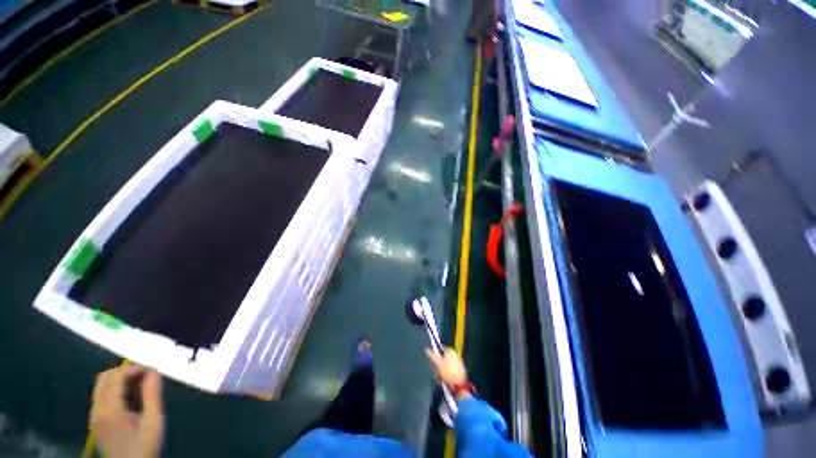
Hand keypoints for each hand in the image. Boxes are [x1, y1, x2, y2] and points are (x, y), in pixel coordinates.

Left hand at [91, 365, 163, 457]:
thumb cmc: (144, 446)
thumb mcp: (154, 421)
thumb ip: (152, 395)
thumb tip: (153, 372)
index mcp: (110, 410)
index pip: (116, 377)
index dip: (134, 369)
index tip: (152, 372)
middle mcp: (97, 410)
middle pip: (104, 378)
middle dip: (125, 372)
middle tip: (145, 377)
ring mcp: (94, 416)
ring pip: (101, 386)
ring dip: (120, 380)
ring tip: (140, 388)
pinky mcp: (96, 421)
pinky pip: (102, 396)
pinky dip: (115, 390)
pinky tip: (131, 399)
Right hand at [425, 347, 469, 398]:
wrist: (459, 386)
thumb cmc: (447, 372)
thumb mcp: (437, 363)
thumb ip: (432, 355)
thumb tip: (426, 349)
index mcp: (450, 351)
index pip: (440, 349)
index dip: (435, 355)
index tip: (433, 361)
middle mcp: (455, 354)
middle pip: (444, 357)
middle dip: (439, 363)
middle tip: (436, 370)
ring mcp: (459, 362)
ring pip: (447, 364)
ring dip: (442, 369)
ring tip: (440, 376)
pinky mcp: (461, 370)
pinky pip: (451, 369)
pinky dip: (448, 372)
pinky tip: (446, 379)